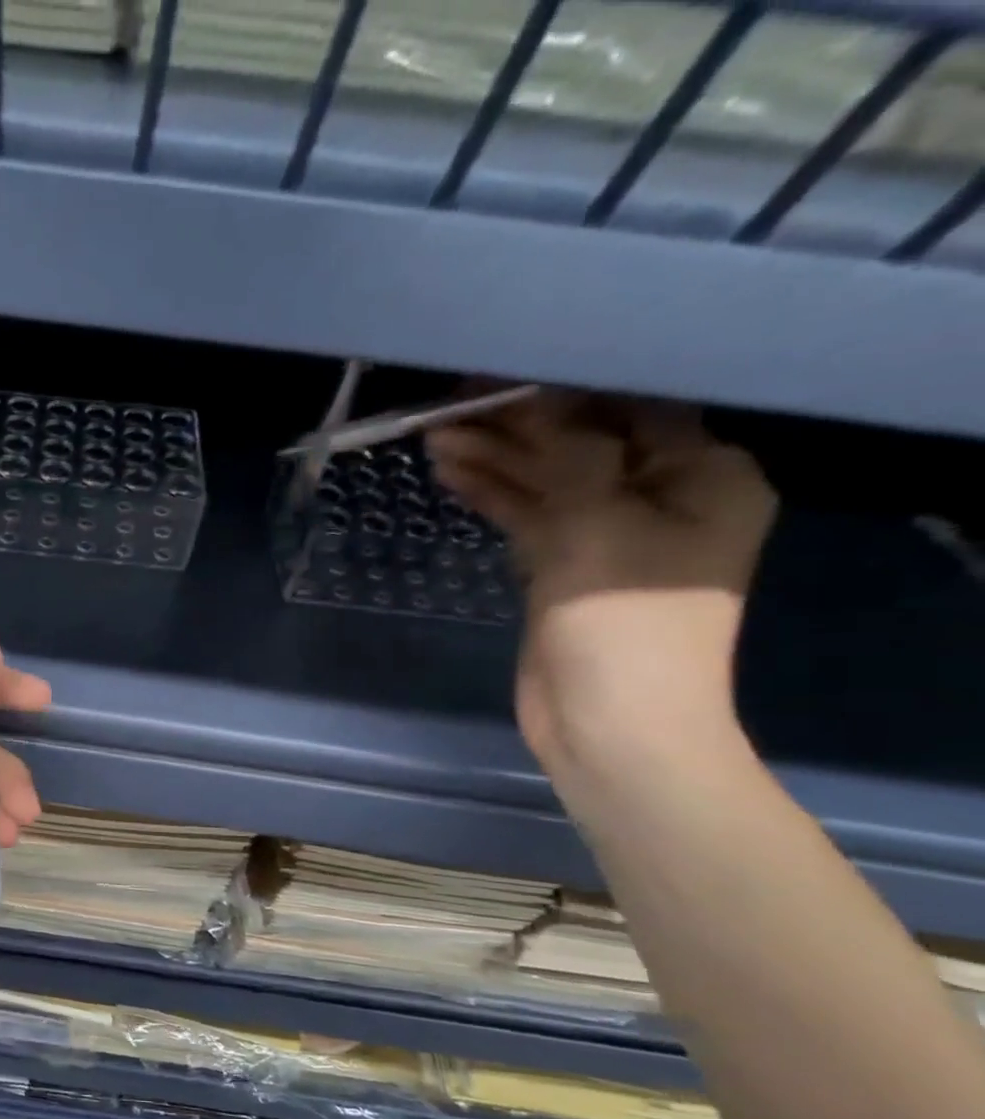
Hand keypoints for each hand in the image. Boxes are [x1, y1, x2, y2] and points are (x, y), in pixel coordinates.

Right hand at [425, 391, 775, 780]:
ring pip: (547, 483)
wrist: (610, 725)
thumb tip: (535, 401)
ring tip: (437, 434)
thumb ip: (569, 455)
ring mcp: (609, 536)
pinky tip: (452, 474)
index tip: (501, 372)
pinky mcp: (565, 570)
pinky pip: (528, 519)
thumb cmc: (624, 624)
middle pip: (581, 444)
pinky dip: (494, 497)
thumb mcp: (599, 525)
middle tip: (454, 401)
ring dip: (497, 460)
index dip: (563, 388)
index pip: (630, 408)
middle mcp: (661, 497)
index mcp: (702, 476)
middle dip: (518, 426)